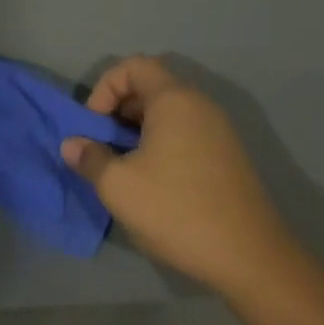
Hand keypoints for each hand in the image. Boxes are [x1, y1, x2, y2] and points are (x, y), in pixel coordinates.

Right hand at [61, 56, 283, 291]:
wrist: (250, 258)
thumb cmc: (177, 210)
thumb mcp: (118, 186)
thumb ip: (89, 158)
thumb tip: (72, 145)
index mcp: (175, 100)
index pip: (133, 66)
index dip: (105, 87)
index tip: (94, 125)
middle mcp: (200, 105)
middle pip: (151, 86)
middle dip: (118, 110)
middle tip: (103, 145)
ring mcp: (219, 131)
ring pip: (167, 113)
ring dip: (137, 130)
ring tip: (123, 166)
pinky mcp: (227, 157)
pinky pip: (185, 133)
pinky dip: (160, 144)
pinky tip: (152, 182)